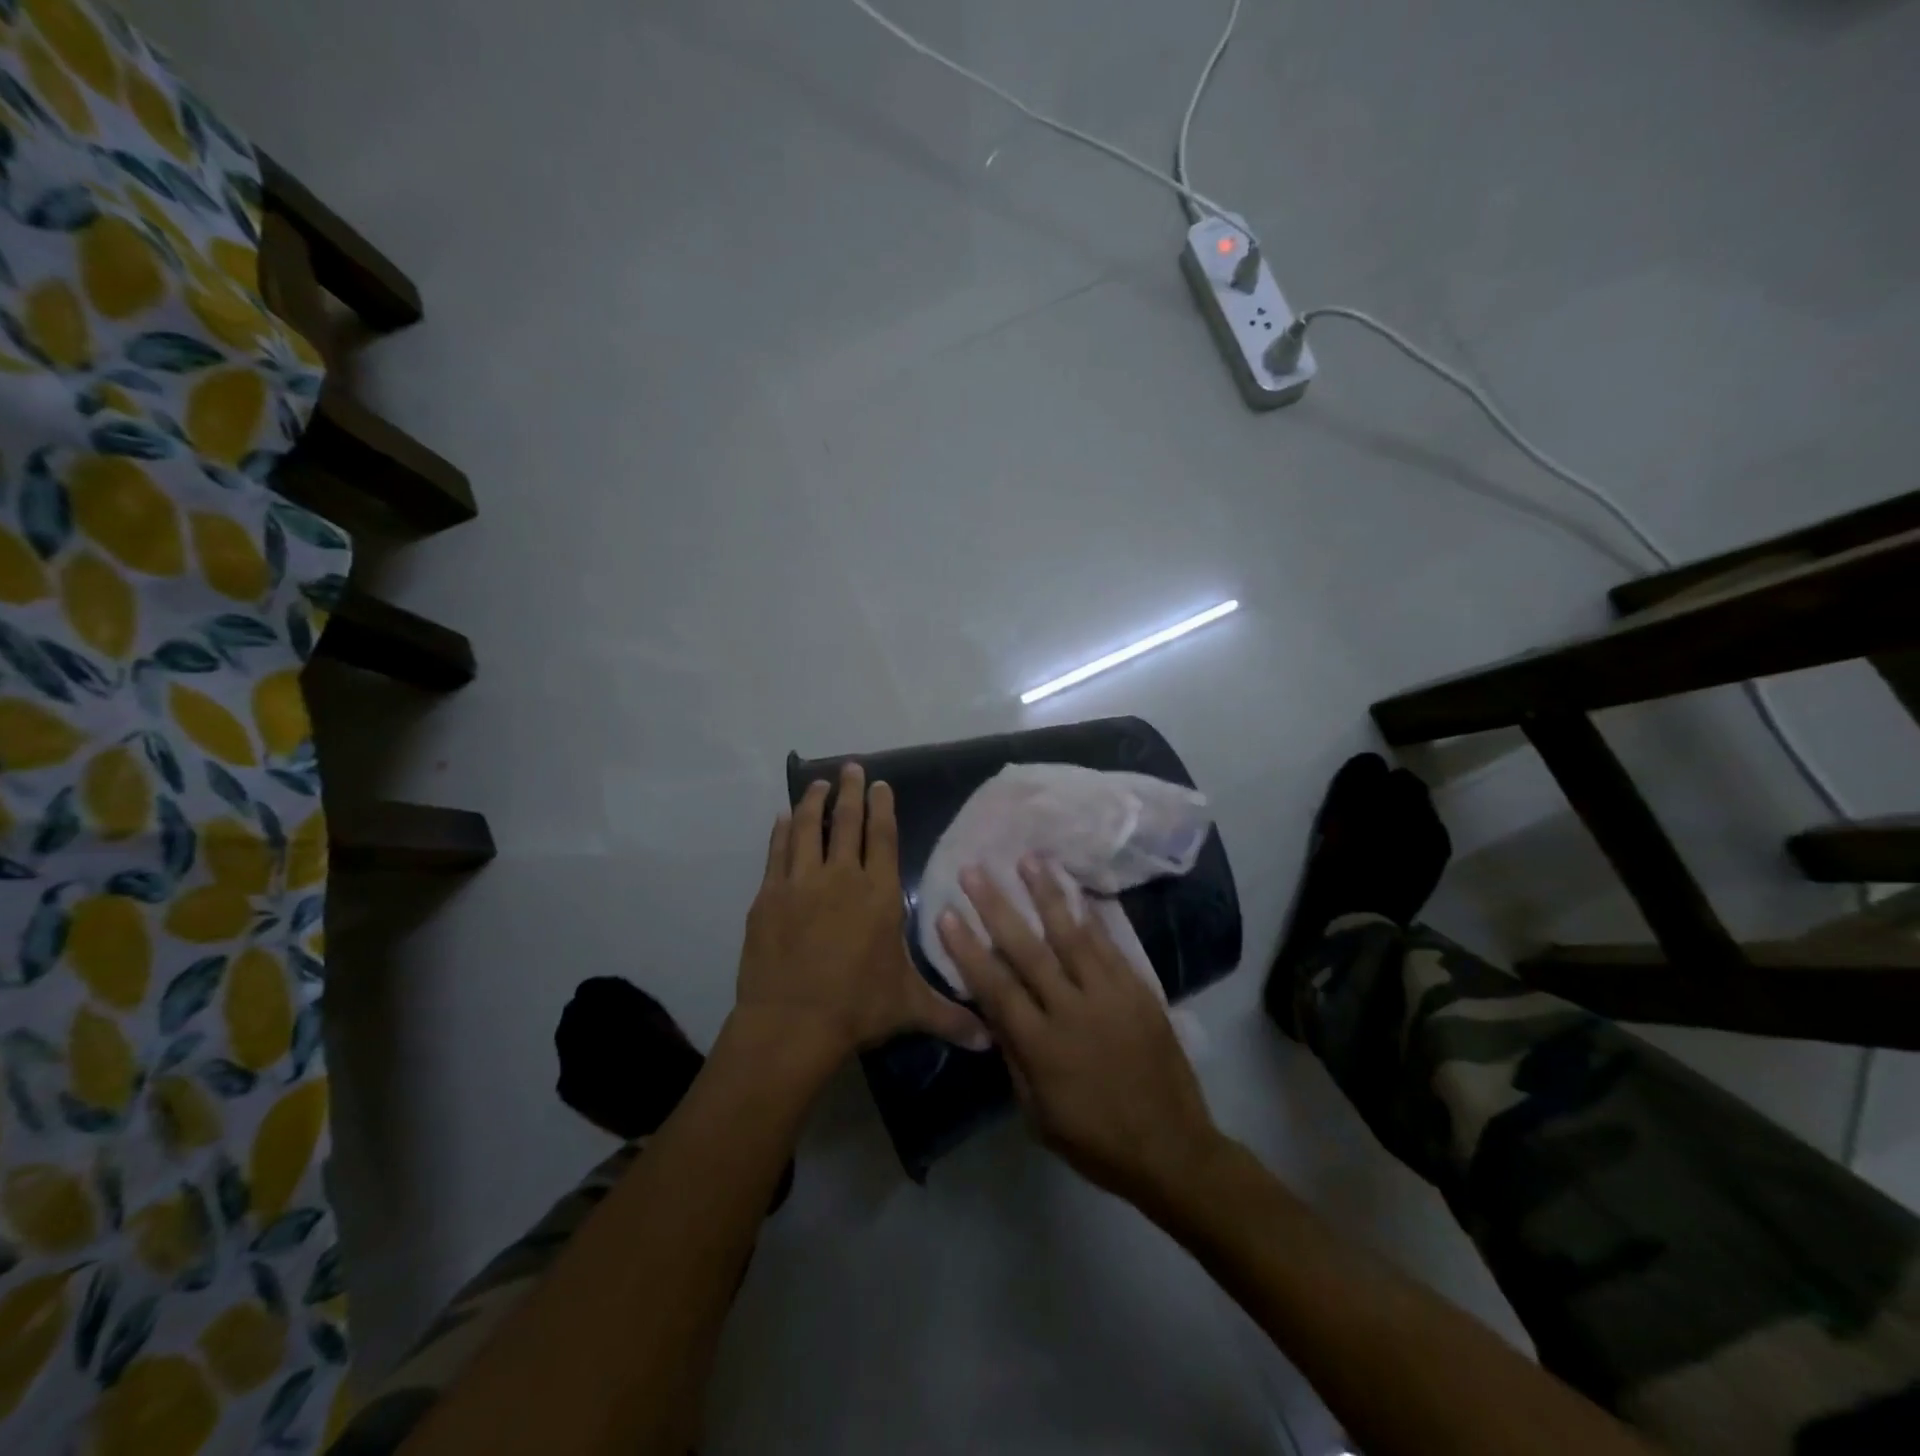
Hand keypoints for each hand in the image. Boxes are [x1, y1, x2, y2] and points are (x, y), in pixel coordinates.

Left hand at [735, 762, 987, 1062]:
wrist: (792, 1022)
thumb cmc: (857, 1008)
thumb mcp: (910, 1008)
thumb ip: (950, 1016)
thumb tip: (990, 1041)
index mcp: (878, 894)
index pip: (883, 837)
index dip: (882, 807)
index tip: (879, 784)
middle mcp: (841, 877)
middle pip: (846, 822)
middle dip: (849, 791)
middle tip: (849, 767)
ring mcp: (800, 883)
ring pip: (808, 829)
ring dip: (813, 802)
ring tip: (817, 783)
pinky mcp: (769, 896)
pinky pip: (777, 852)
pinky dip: (782, 831)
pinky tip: (784, 818)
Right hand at [937, 858, 1219, 1203]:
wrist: (1173, 1150)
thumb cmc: (1096, 1141)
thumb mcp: (1038, 1115)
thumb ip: (1014, 1058)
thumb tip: (992, 1013)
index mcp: (1043, 1048)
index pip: (996, 988)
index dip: (969, 950)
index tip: (947, 914)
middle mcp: (1073, 1012)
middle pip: (1028, 950)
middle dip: (997, 907)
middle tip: (975, 870)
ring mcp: (1111, 996)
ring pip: (1072, 935)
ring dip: (1046, 894)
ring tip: (1028, 859)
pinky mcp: (1139, 991)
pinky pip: (1110, 946)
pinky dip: (1090, 917)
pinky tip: (1076, 891)